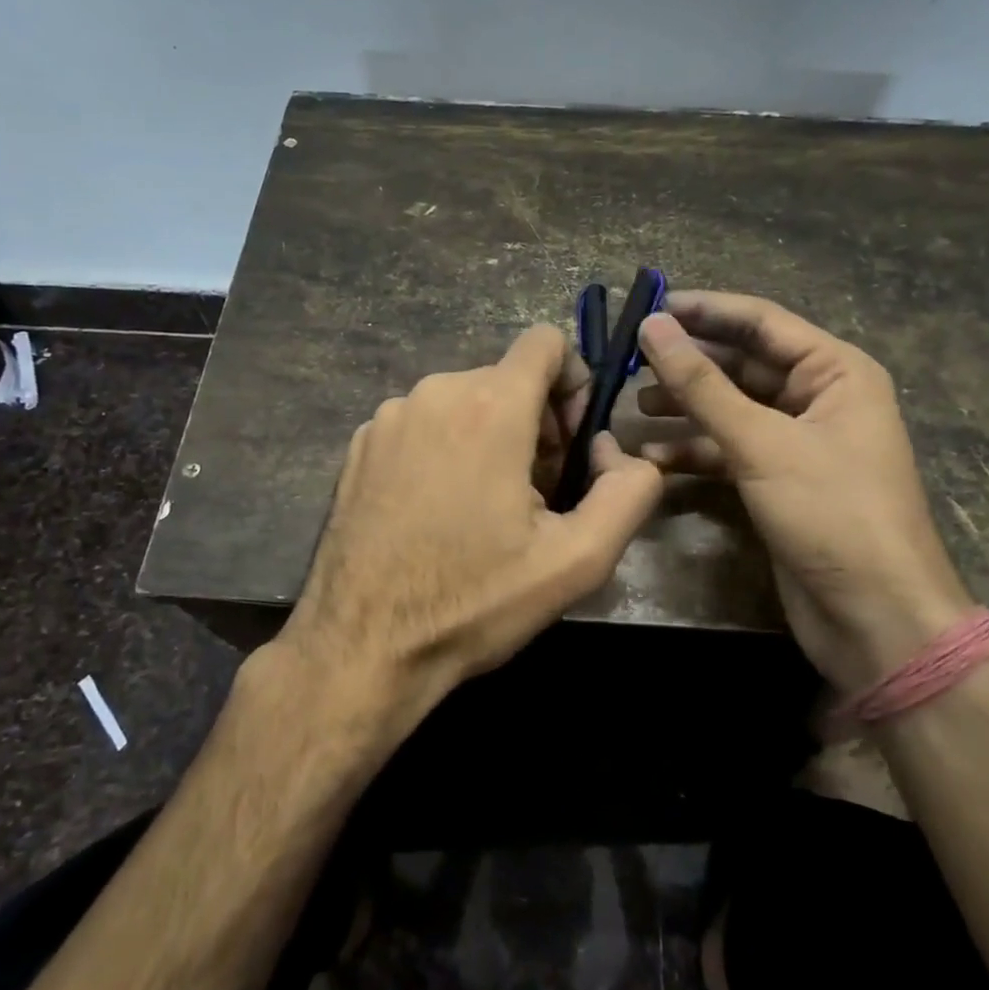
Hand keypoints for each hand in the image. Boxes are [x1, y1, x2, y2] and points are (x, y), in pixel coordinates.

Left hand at [279, 324, 663, 721]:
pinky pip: (422, 425)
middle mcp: (434, 393)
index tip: (570, 442)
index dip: (573, 382)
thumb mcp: (578, 560)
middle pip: (507, 379)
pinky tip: (437, 513)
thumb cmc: (474, 601)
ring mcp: (388, 417)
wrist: (362, 647)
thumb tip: (615, 449)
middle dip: (535, 423)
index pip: (546, 342)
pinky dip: (443, 450)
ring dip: (489, 438)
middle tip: (535, 494)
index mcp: (489, 406)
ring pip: (464, 402)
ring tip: (485, 510)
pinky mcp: (359, 445)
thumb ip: (628, 491)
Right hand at [636, 292, 973, 691]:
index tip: (648, 307)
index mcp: (835, 371)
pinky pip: (729, 449)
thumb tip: (652, 326)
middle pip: (742, 363)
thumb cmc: (831, 513)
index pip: (761, 321)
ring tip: (633, 405)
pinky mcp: (778, 480)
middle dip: (689, 362)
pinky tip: (651, 457)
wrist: (876, 619)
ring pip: (731, 407)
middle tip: (630, 359)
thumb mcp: (762, 443)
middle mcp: (819, 397)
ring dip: (685, 406)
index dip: (704, 311)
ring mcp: (798, 441)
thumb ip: (702, 384)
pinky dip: (693, 450)